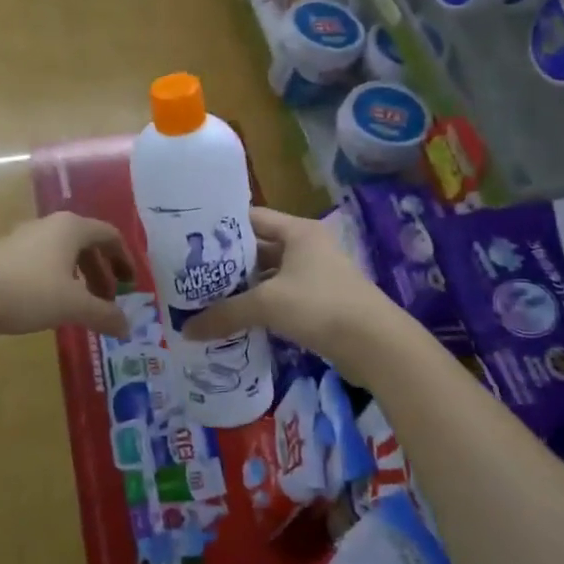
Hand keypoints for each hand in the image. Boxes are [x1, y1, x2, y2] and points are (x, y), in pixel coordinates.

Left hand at [0, 212, 134, 337]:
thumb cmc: (28, 292)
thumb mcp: (73, 306)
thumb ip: (105, 315)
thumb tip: (127, 327)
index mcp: (71, 228)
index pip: (109, 235)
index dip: (124, 259)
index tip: (131, 284)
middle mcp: (50, 225)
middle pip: (86, 244)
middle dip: (101, 272)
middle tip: (108, 300)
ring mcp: (24, 237)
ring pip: (63, 253)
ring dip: (79, 277)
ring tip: (82, 305)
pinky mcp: (5, 253)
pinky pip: (43, 261)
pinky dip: (57, 278)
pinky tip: (51, 303)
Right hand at [181, 207, 395, 378]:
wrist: (377, 345)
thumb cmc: (320, 306)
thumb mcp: (267, 304)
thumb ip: (225, 314)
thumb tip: (186, 330)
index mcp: (298, 231)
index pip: (252, 218)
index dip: (222, 228)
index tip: (190, 240)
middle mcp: (307, 247)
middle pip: (259, 248)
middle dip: (228, 263)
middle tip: (192, 275)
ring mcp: (316, 276)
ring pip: (269, 276)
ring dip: (243, 288)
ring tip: (206, 299)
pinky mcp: (320, 303)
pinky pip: (281, 298)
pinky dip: (260, 307)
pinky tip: (236, 321)